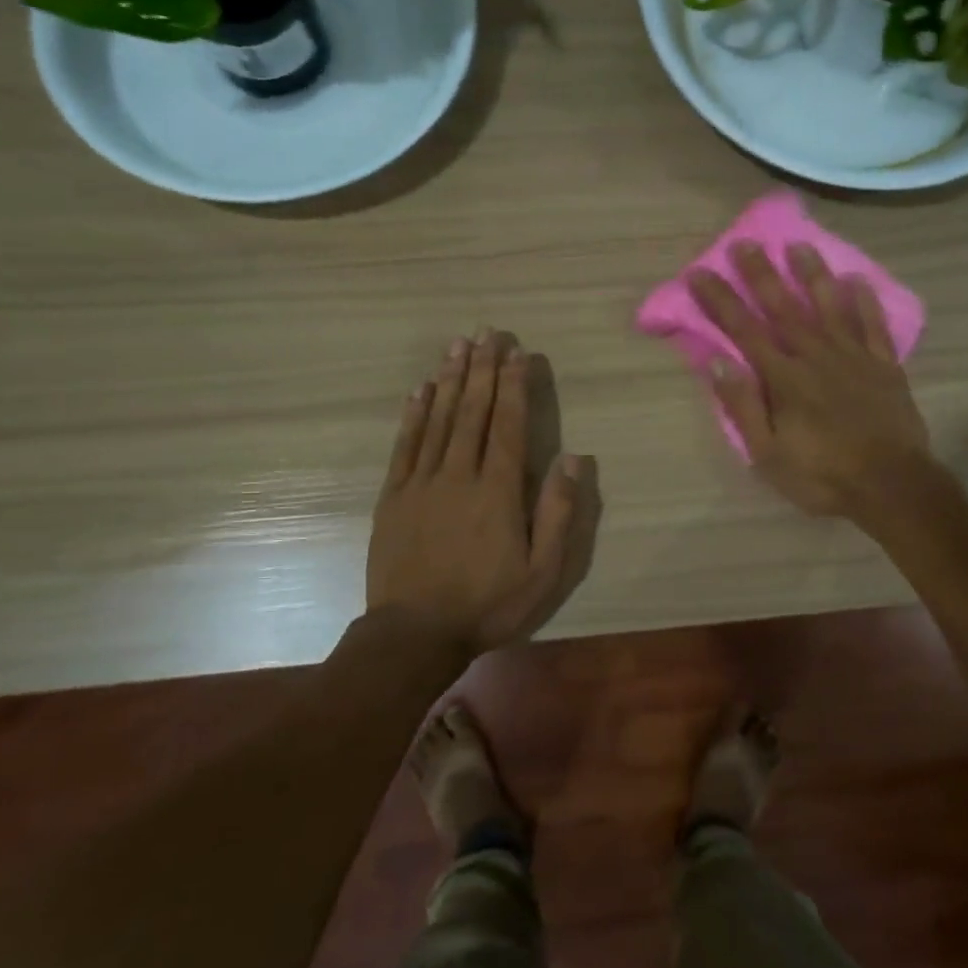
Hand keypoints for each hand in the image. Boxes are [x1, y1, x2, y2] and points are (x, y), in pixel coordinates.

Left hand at [367, 330, 600, 659]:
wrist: (414, 634)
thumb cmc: (488, 604)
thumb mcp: (543, 570)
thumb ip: (558, 512)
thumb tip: (573, 458)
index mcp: (497, 491)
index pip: (507, 425)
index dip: (514, 385)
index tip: (518, 352)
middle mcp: (458, 475)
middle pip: (472, 411)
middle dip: (482, 369)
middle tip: (487, 332)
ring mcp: (421, 483)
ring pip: (438, 420)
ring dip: (450, 380)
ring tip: (458, 346)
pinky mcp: (394, 496)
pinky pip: (405, 445)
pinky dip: (414, 414)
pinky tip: (420, 390)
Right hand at [689, 242, 933, 519]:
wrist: (892, 487)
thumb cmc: (823, 476)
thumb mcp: (768, 455)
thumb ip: (743, 407)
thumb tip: (718, 362)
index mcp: (784, 379)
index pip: (744, 330)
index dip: (720, 300)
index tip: (700, 272)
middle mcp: (817, 356)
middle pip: (784, 307)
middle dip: (761, 274)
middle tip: (745, 243)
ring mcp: (855, 357)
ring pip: (830, 306)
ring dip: (813, 275)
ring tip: (799, 246)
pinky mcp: (885, 366)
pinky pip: (873, 325)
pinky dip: (865, 301)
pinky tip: (857, 280)